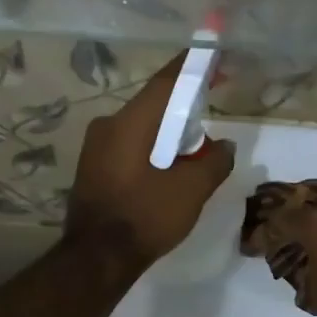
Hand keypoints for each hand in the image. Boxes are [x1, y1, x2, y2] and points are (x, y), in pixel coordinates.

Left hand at [66, 54, 234, 268]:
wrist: (96, 259)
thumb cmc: (145, 217)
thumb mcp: (191, 191)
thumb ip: (213, 162)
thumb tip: (224, 146)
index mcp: (131, 122)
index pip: (166, 82)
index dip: (193, 67)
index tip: (213, 58)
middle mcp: (107, 126)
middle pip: (153, 106)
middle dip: (183, 109)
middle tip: (208, 118)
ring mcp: (94, 148)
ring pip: (140, 128)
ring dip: (166, 135)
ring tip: (191, 154)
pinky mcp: (91, 168)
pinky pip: (127, 147)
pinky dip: (150, 150)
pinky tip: (165, 171)